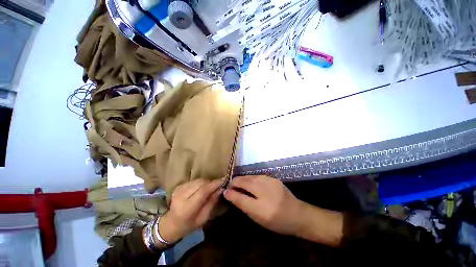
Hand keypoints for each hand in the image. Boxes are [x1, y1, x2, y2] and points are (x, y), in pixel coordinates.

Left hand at [159, 178, 223, 243]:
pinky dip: (201, 183)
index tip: (224, 180)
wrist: (171, 223)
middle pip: (201, 183)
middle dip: (211, 182)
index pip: (203, 191)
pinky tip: (202, 188)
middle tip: (218, 185)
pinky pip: (194, 181)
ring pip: (198, 180)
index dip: (214, 184)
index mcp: (187, 208)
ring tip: (211, 187)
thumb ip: (212, 202)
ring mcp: (179, 190)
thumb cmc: (189, 225)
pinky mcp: (179, 186)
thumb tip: (221, 189)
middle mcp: (181, 196)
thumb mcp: (203, 218)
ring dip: (206, 182)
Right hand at [223, 176, 305, 235]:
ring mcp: (270, 182)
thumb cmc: (277, 222)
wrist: (298, 214)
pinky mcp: (273, 178)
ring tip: (238, 183)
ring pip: (250, 177)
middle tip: (230, 186)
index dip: (230, 193)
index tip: (225, 191)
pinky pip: (257, 176)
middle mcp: (265, 191)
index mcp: (261, 208)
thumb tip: (231, 195)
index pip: (240, 197)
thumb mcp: (259, 219)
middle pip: (244, 182)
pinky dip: (250, 178)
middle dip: (235, 182)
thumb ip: (244, 206)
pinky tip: (250, 182)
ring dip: (242, 179)